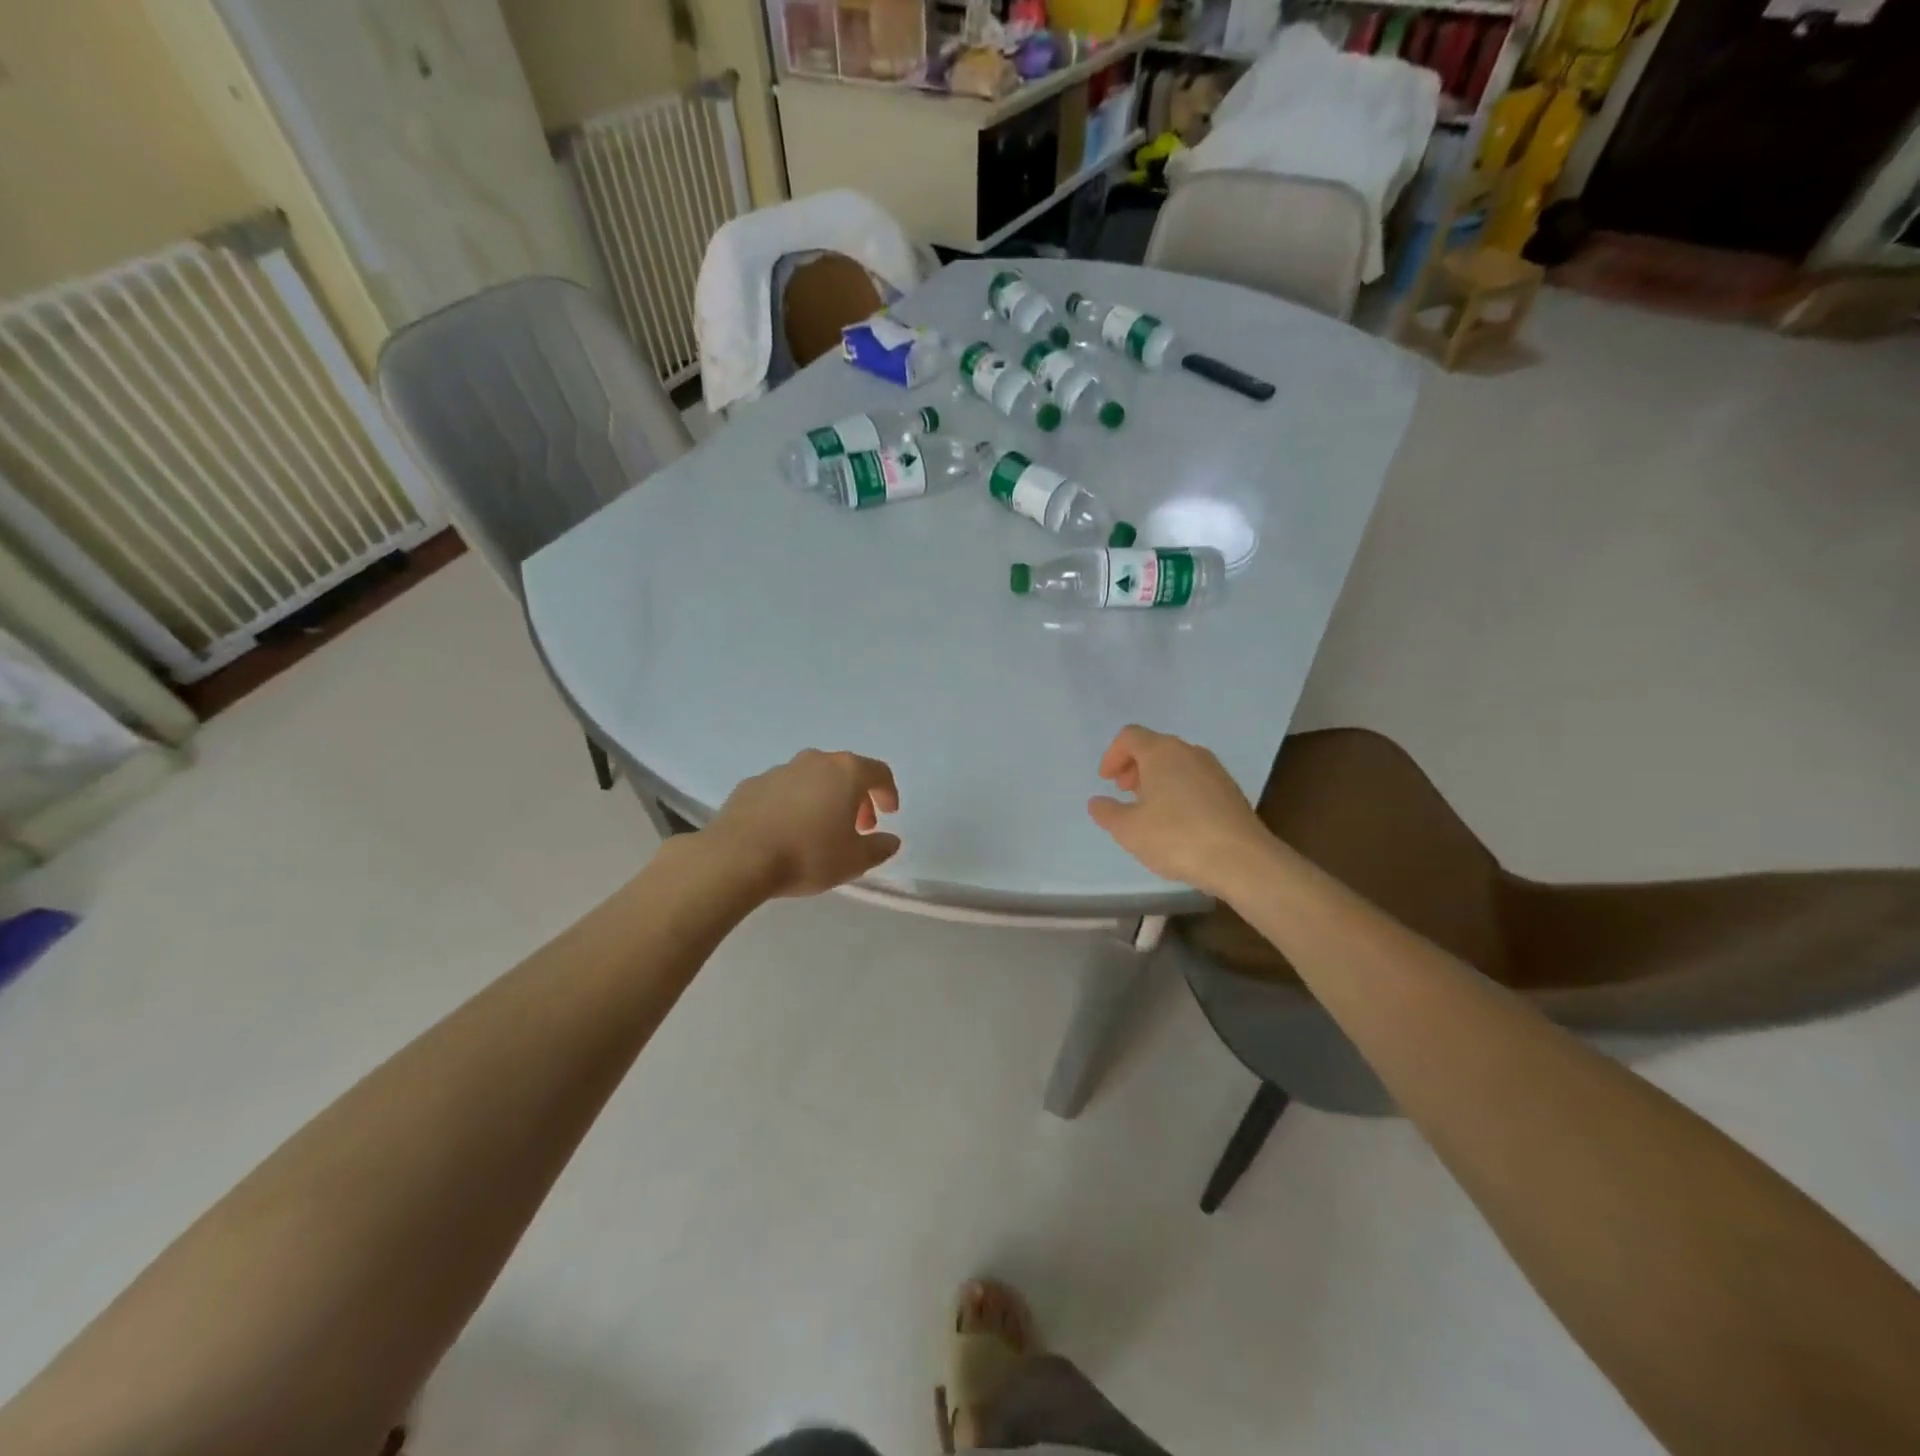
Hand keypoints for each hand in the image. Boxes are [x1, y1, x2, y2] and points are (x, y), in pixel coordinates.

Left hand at [704, 749, 901, 897]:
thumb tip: (890, 840)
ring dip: (823, 799)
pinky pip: (783, 790)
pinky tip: (787, 831)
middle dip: (856, 797)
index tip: (888, 814)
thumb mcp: (854, 861)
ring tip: (820, 830)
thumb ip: (879, 848)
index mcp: (845, 772)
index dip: (888, 792)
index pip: (878, 772)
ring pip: (812, 778)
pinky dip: (793, 804)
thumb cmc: (808, 855)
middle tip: (858, 826)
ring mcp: (780, 770)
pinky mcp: (751, 784)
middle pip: (845, 772)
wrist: (738, 857)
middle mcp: (814, 761)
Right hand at [1087, 725, 1271, 895]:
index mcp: (1161, 752)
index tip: (1106, 781)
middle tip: (1124, 792)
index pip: (1130, 736)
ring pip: (1177, 763)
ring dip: (1157, 779)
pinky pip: (1195, 780)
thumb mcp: (1128, 829)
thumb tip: (1097, 802)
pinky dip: (1178, 790)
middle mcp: (1189, 752)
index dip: (1112, 755)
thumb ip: (1107, 812)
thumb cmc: (1176, 837)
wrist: (1242, 860)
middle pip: (1155, 747)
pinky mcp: (1231, 791)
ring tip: (1149, 810)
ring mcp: (1214, 770)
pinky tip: (1177, 822)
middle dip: (1134, 767)